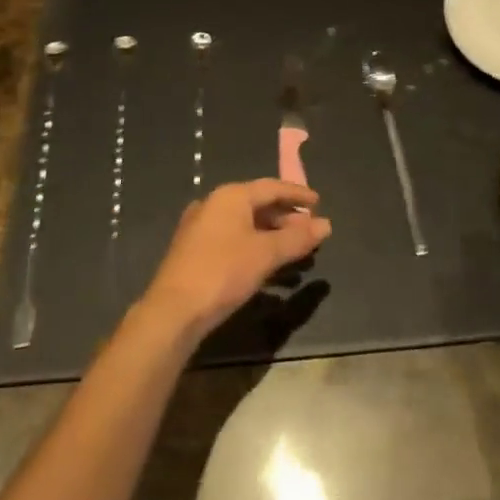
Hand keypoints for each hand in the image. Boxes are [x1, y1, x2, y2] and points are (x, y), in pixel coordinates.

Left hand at [141, 179, 330, 337]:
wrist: (173, 312)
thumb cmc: (223, 272)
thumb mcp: (266, 254)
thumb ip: (297, 238)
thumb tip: (326, 225)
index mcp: (231, 196)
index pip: (271, 187)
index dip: (297, 194)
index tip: (318, 203)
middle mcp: (214, 205)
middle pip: (258, 205)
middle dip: (286, 218)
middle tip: (309, 232)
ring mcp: (201, 228)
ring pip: (245, 225)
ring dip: (272, 237)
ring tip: (295, 253)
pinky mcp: (194, 252)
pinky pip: (233, 241)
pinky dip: (255, 249)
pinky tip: (269, 270)